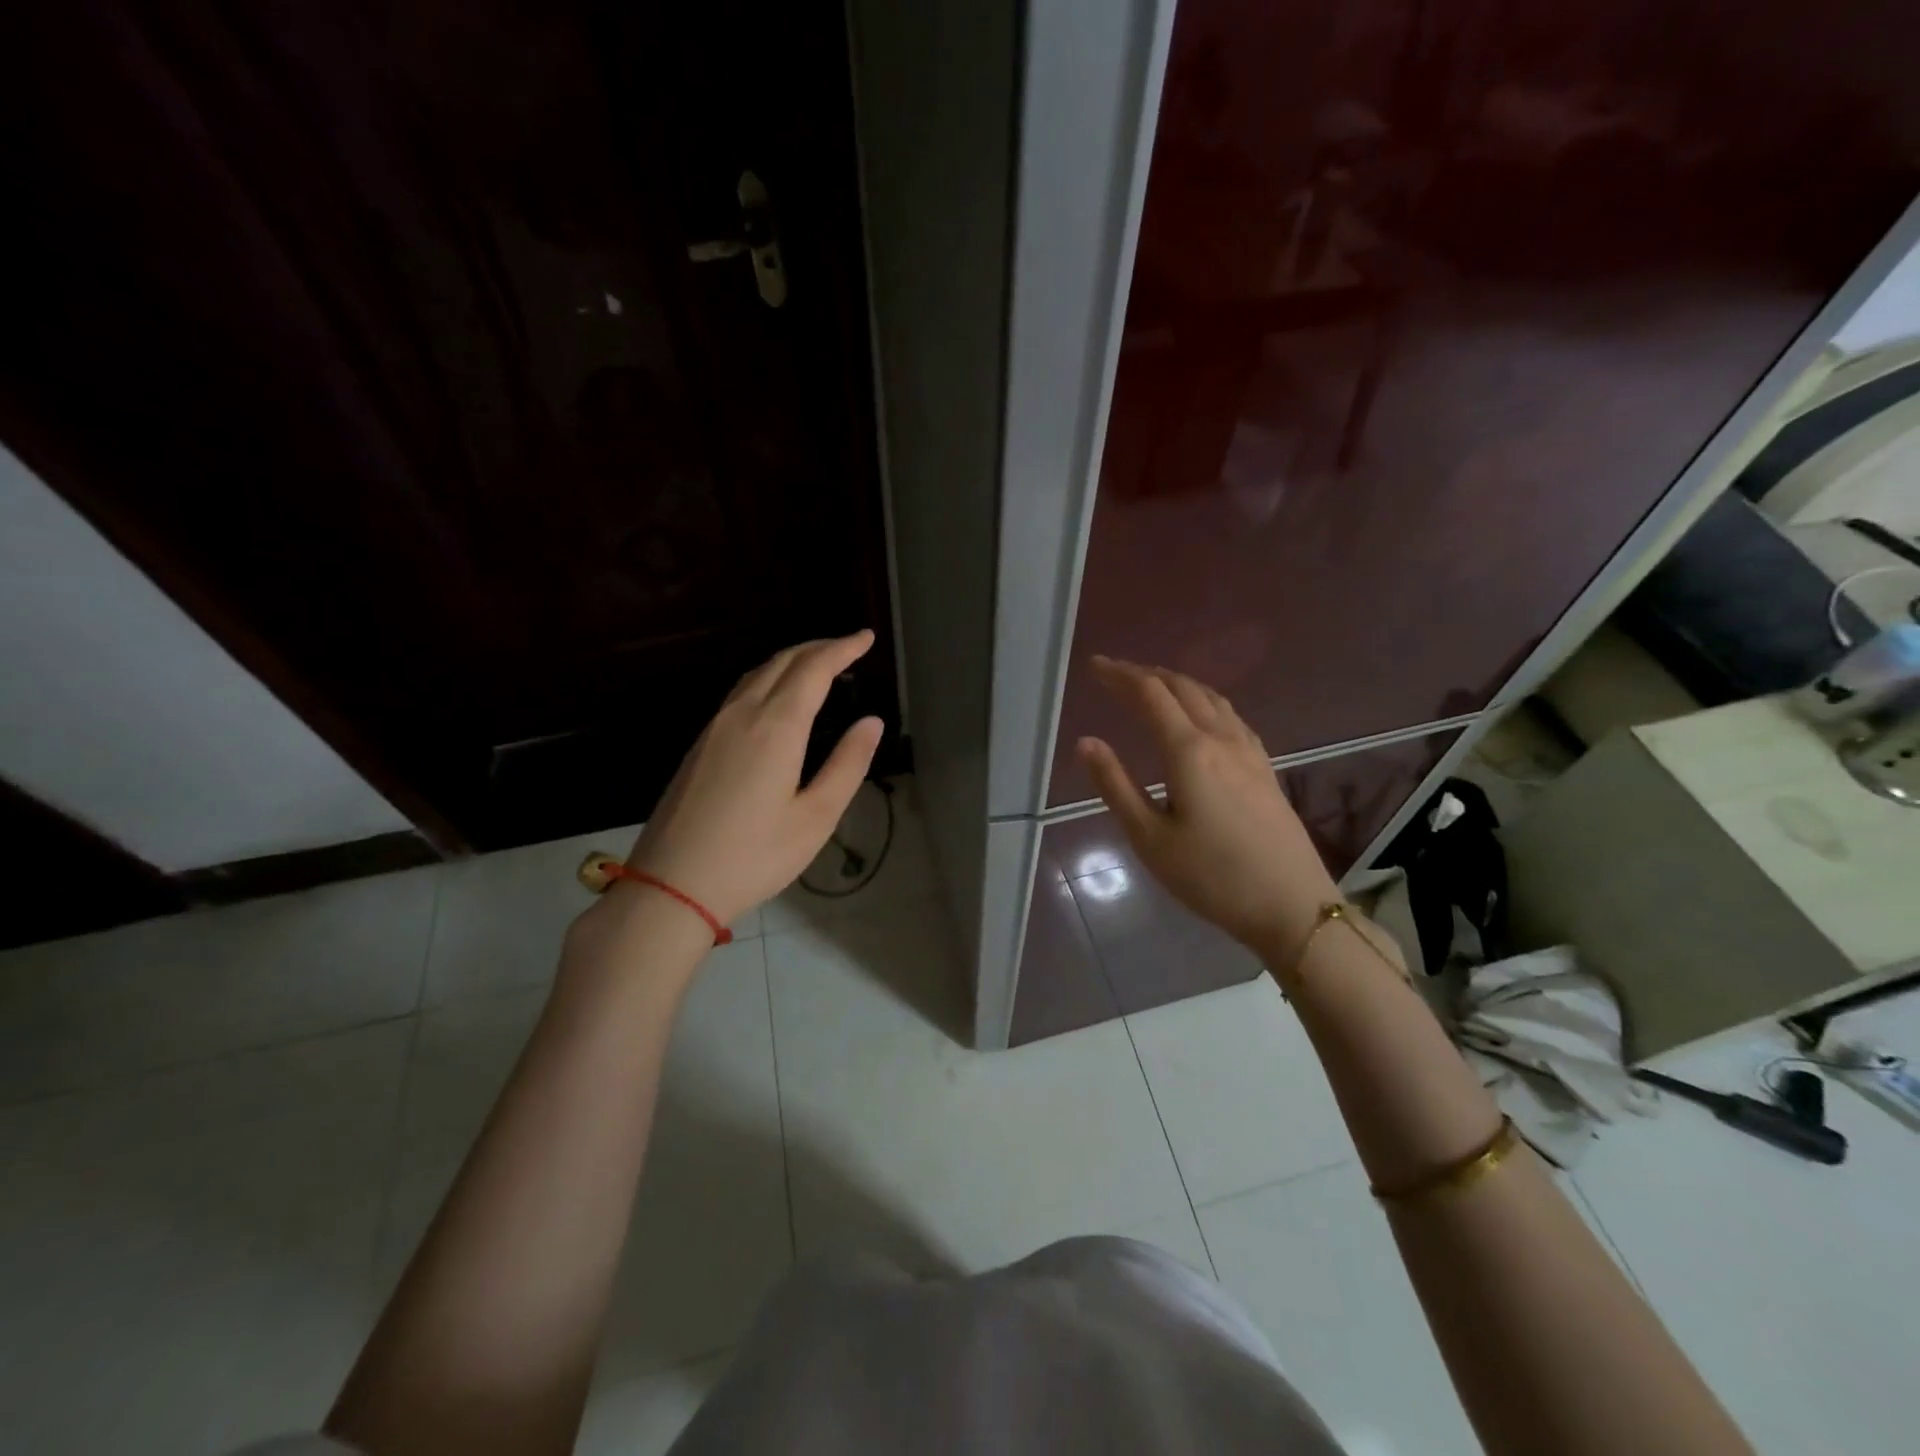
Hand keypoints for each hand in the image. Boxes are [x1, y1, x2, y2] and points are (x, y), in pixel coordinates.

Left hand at [621, 631, 883, 928]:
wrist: (671, 885)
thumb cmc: (754, 856)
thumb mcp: (816, 817)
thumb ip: (847, 764)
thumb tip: (871, 722)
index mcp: (775, 727)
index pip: (814, 669)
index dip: (843, 649)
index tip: (866, 638)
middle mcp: (742, 715)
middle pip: (782, 662)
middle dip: (818, 648)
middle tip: (849, 647)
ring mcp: (714, 728)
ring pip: (756, 674)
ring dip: (791, 661)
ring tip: (818, 664)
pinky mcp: (699, 745)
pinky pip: (739, 693)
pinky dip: (768, 679)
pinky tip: (776, 697)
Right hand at [1076, 656, 1337, 956]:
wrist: (1290, 905)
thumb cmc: (1211, 876)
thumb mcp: (1150, 838)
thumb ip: (1115, 785)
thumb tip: (1086, 741)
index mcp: (1189, 751)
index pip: (1150, 695)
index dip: (1121, 676)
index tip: (1095, 666)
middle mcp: (1221, 739)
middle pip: (1182, 688)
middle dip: (1146, 674)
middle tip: (1116, 673)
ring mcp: (1249, 751)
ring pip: (1211, 697)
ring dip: (1177, 683)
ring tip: (1152, 685)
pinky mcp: (1265, 766)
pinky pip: (1230, 715)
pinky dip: (1204, 700)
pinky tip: (1201, 715)